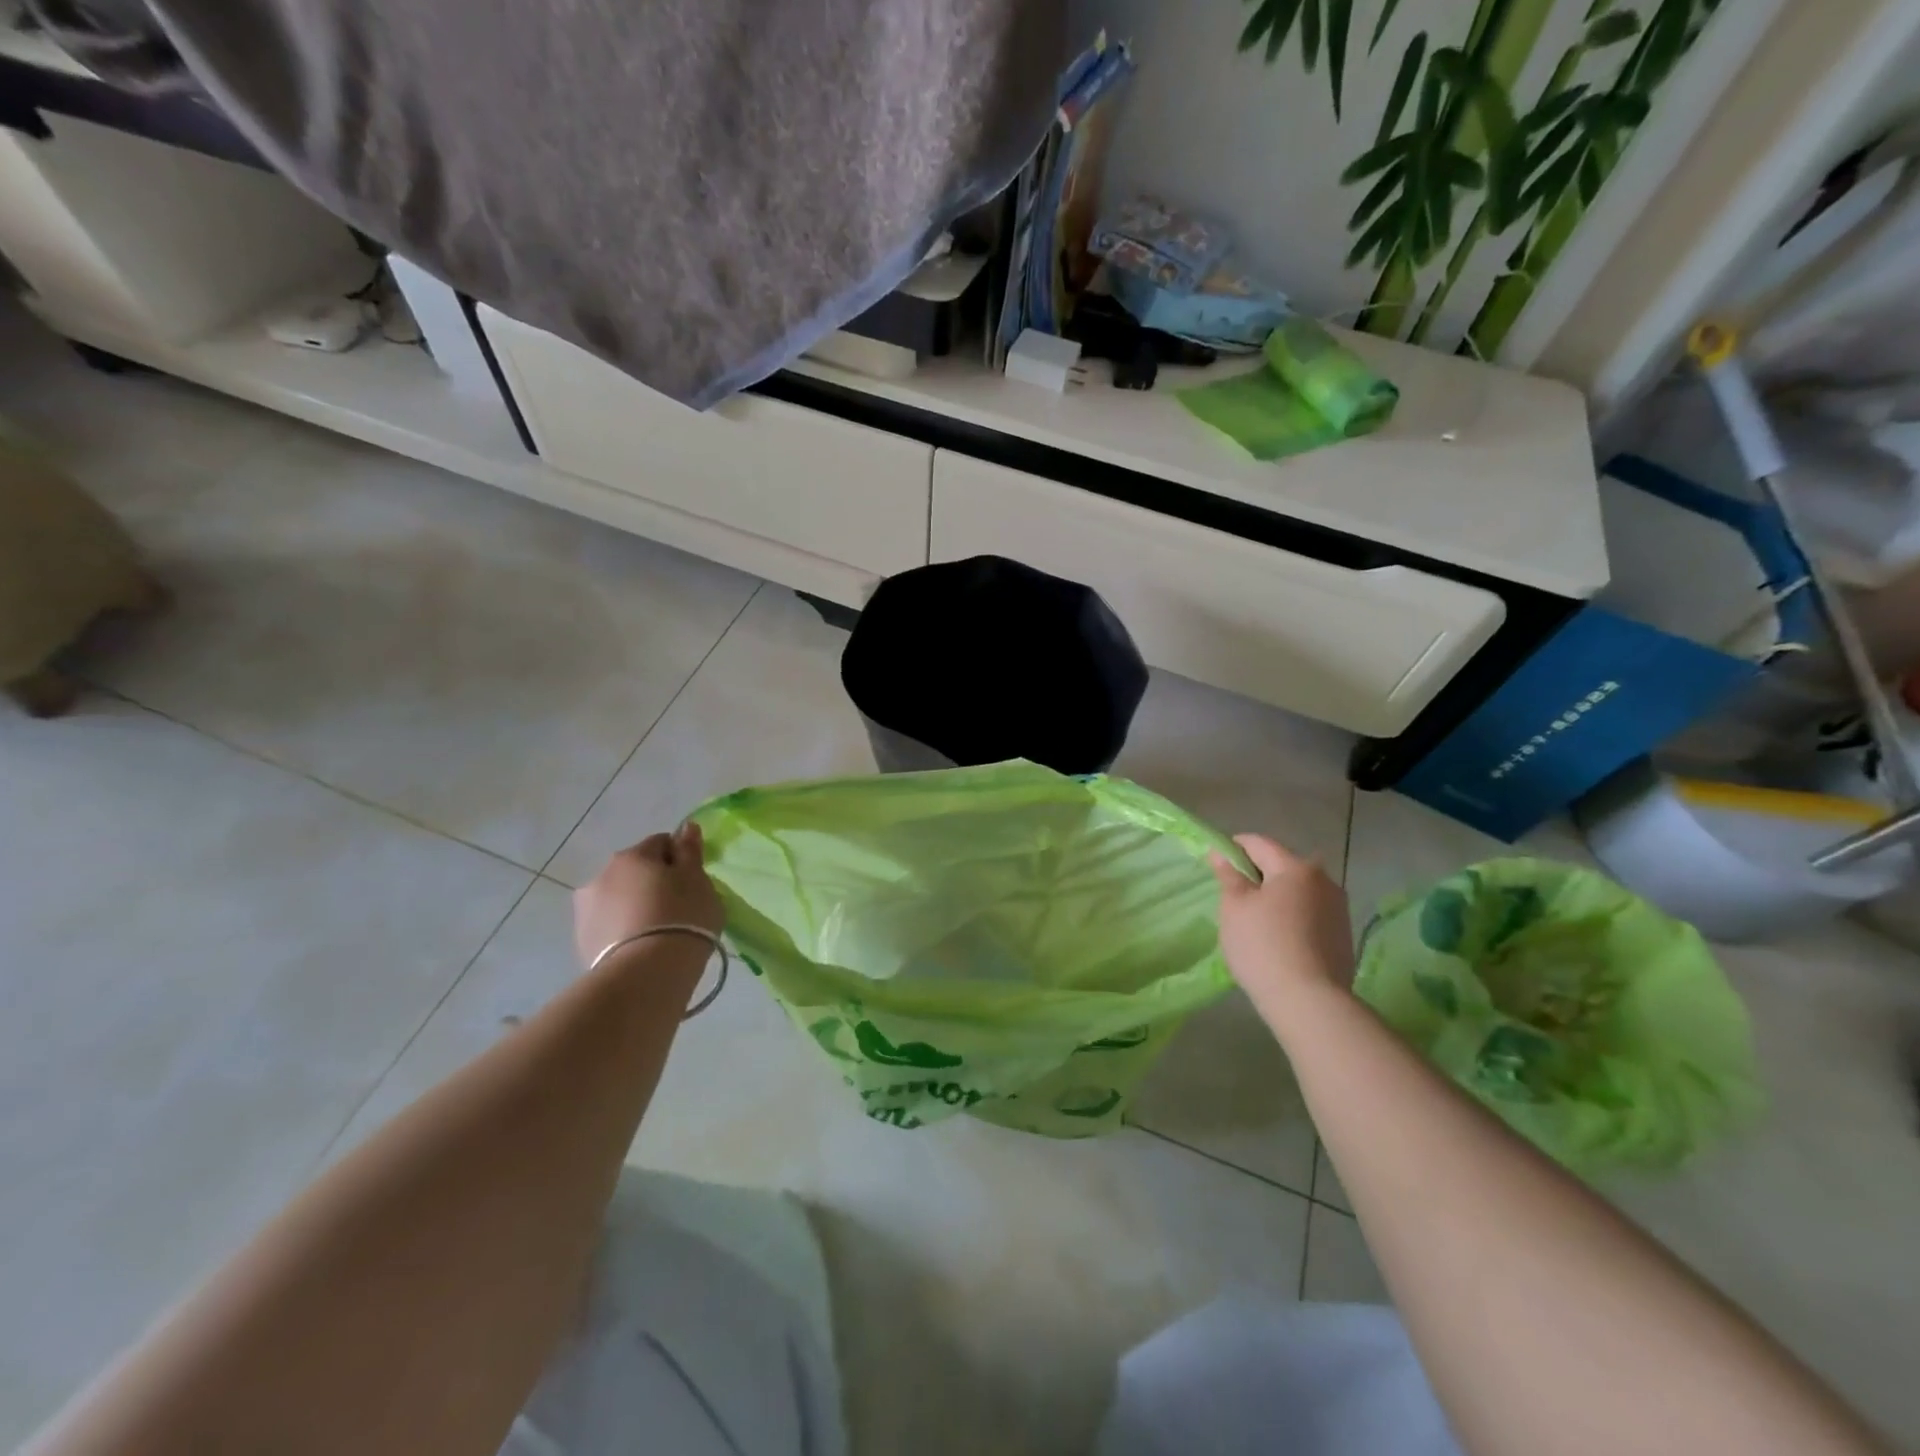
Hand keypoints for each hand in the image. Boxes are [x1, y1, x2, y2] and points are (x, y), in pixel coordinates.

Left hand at [572, 823, 723, 970]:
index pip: (661, 843)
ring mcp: (586, 910)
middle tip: (677, 909)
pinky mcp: (581, 941)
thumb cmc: (682, 917)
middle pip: (635, 870)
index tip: (693, 882)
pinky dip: (622, 930)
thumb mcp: (697, 880)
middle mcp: (602, 875)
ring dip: (634, 906)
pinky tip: (640, 948)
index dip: (680, 859)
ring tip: (656, 932)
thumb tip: (685, 827)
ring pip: (618, 898)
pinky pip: (608, 925)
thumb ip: (690, 851)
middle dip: (653, 883)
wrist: (646, 974)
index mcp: (633, 856)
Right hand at [1209, 834, 1354, 1015]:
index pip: (1258, 843)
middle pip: (1282, 866)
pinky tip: (1278, 939)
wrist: (1310, 1002)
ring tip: (1255, 921)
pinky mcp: (1343, 935)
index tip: (1216, 862)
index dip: (1233, 847)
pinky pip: (1309, 914)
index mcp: (1296, 868)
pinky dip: (1291, 917)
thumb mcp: (1234, 907)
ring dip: (1276, 897)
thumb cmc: (1263, 946)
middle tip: (1232, 895)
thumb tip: (1221, 853)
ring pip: (1298, 891)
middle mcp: (1324, 881)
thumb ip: (1229, 875)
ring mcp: (1338, 909)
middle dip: (1256, 874)